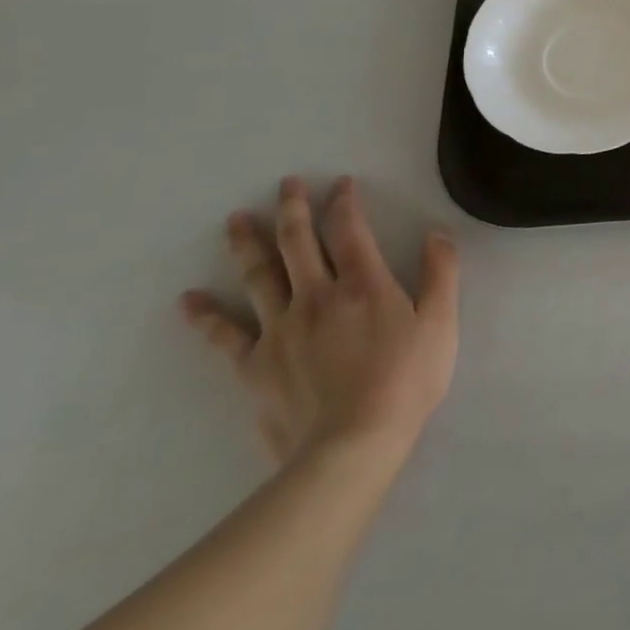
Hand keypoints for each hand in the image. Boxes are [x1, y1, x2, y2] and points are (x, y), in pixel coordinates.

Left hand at [181, 176, 459, 467]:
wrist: (351, 446)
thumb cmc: (405, 380)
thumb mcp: (441, 323)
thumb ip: (441, 273)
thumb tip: (437, 233)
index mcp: (364, 284)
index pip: (349, 229)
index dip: (344, 202)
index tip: (341, 183)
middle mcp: (317, 295)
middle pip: (298, 242)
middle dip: (293, 208)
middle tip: (285, 183)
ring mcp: (280, 329)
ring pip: (260, 276)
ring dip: (248, 244)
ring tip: (236, 219)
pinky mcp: (255, 365)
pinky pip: (225, 336)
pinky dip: (206, 316)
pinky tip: (189, 300)